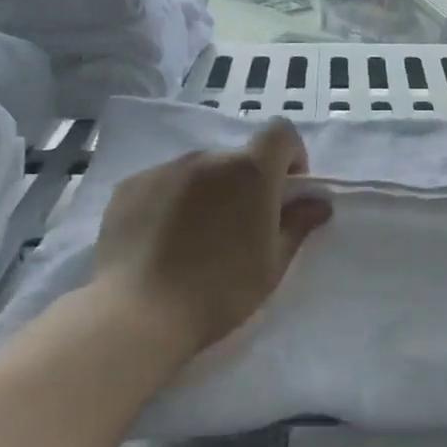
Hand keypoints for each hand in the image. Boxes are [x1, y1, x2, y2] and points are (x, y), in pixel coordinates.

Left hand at [92, 118, 332, 356]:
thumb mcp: (272, 264)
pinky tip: (162, 242)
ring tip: (196, 239)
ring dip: (208, 192)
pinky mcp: (129, 186)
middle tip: (240, 229)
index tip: (285, 193)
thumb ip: (297, 225)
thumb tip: (318, 203)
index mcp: (250, 172)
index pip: (280, 132)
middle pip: (237, 158)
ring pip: (198, 171)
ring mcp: (163, 169)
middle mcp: (206, 159)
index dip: (290, 156)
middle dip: (247, 184)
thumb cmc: (220, 291)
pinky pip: (163, 184)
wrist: (139, 313)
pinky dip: (171, 202)